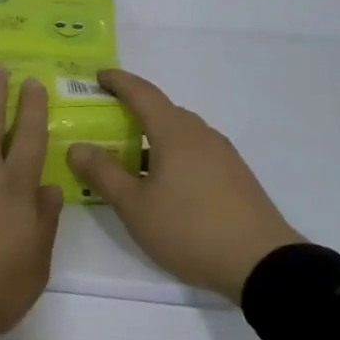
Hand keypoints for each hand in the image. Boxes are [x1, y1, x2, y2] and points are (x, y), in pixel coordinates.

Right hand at [68, 69, 303, 302]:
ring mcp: (222, 155)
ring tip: (130, 158)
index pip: (142, 93)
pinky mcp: (235, 176)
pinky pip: (195, 152)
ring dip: (153, 137)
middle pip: (162, 111)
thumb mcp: (135, 206)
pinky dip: (172, 154)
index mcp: (174, 132)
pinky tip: (164, 183)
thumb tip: (77, 147)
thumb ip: (103, 174)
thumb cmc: (190, 229)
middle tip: (106, 122)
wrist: (263, 264)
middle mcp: (200, 134)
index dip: (118, 81)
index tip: (98, 75)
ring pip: (180, 134)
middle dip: (133, 111)